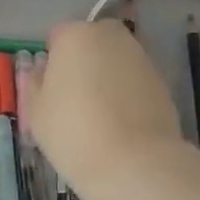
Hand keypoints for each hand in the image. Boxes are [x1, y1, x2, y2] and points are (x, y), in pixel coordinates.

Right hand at [22, 21, 183, 195]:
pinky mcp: (164, 85)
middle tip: (73, 96)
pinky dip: (127, 95)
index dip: (52, 60)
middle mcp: (112, 38)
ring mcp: (142, 60)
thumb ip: (36, 83)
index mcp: (76, 36)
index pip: (58, 36)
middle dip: (84, 61)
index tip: (50, 86)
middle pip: (92, 42)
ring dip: (107, 77)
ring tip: (99, 114)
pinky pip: (135, 82)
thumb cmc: (72, 130)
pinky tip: (120, 124)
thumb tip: (45, 72)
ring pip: (116, 61)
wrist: (134, 163)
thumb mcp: (36, 110)